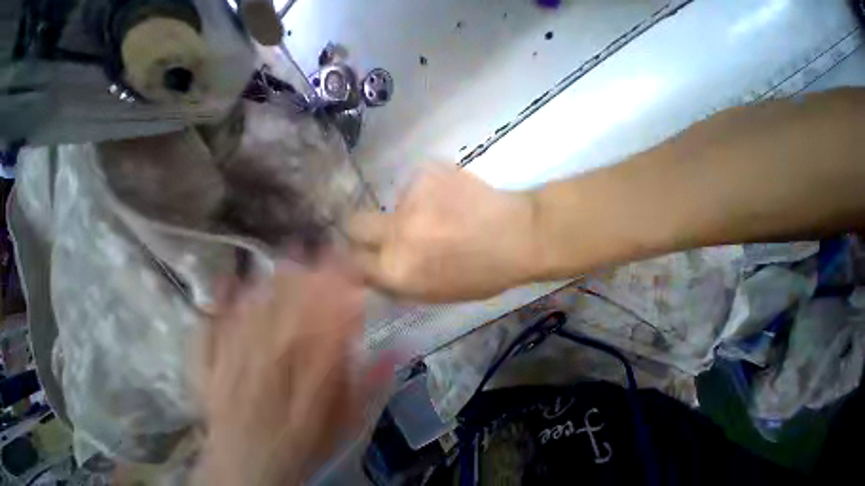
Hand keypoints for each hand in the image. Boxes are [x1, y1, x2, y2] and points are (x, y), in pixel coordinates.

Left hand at [193, 262, 386, 485]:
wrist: (247, 473)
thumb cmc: (305, 442)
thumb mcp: (349, 418)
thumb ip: (372, 381)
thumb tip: (399, 347)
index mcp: (311, 378)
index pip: (333, 325)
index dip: (343, 293)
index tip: (353, 266)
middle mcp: (275, 368)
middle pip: (293, 313)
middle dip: (309, 276)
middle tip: (321, 245)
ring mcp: (236, 367)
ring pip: (256, 315)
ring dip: (274, 281)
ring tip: (287, 251)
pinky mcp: (210, 372)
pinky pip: (211, 333)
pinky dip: (220, 306)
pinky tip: (228, 281)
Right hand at [347, 164, 538, 301]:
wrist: (518, 235)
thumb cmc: (481, 274)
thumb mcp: (434, 292)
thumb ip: (398, 281)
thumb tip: (374, 268)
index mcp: (398, 270)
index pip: (353, 262)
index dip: (356, 257)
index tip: (365, 252)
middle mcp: (396, 232)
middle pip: (354, 223)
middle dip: (363, 229)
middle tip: (389, 229)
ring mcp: (411, 197)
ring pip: (394, 203)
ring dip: (409, 211)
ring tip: (441, 215)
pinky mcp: (427, 171)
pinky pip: (416, 184)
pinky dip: (428, 193)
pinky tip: (453, 199)